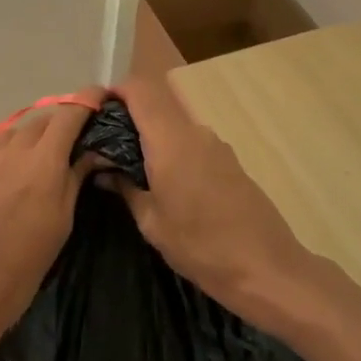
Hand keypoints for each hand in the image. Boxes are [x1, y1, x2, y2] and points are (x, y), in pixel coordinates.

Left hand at [0, 87, 106, 360]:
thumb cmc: (24, 265)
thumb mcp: (61, 223)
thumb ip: (74, 179)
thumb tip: (91, 153)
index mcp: (42, 161)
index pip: (69, 113)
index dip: (87, 100)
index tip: (101, 97)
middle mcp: (11, 150)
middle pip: (41, 120)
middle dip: (61, 123)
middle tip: (75, 142)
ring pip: (13, 134)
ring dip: (31, 140)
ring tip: (41, 162)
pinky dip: (7, 161)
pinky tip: (8, 187)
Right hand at [109, 76, 317, 328]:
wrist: (267, 269)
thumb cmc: (202, 247)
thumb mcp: (152, 223)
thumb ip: (126, 188)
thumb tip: (105, 169)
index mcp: (171, 140)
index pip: (140, 90)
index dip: (114, 93)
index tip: (93, 112)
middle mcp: (195, 132)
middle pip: (156, 103)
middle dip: (128, 115)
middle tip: (104, 143)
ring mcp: (216, 144)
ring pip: (174, 123)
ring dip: (151, 134)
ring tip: (130, 166)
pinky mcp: (229, 160)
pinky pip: (191, 141)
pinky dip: (171, 149)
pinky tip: (164, 181)